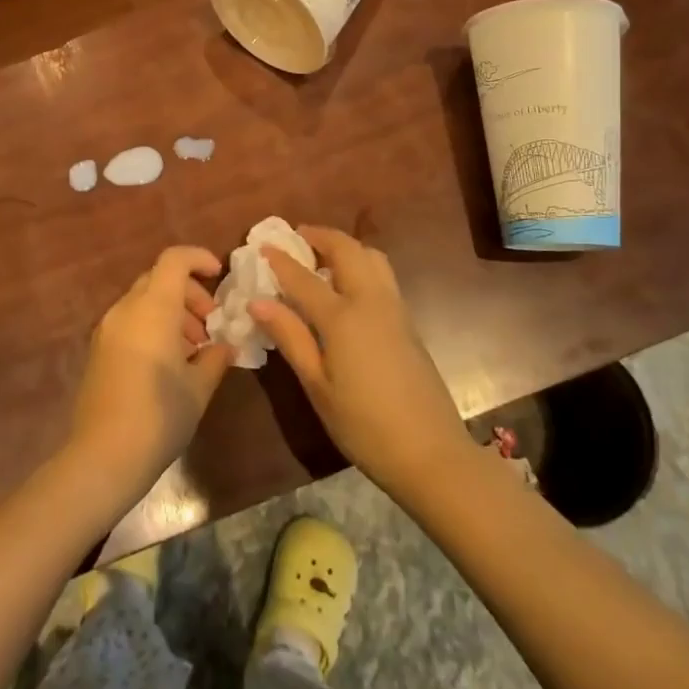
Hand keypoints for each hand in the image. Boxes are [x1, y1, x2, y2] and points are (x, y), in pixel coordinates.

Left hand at [69, 246, 233, 493]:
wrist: (103, 457)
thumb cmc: (159, 416)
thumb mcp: (198, 388)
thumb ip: (215, 358)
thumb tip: (225, 346)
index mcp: (153, 308)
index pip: (174, 259)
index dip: (199, 258)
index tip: (219, 275)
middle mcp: (126, 310)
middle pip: (159, 279)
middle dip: (189, 292)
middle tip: (210, 323)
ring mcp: (107, 330)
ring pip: (144, 301)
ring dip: (172, 311)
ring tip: (194, 348)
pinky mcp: (98, 351)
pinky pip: (131, 322)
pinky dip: (153, 326)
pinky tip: (169, 362)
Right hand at [252, 226, 474, 502]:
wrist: (430, 452)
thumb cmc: (364, 425)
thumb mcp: (318, 386)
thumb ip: (290, 337)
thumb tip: (258, 302)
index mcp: (343, 317)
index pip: (304, 277)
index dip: (280, 260)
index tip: (262, 246)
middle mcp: (371, 301)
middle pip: (347, 250)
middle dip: (320, 236)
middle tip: (297, 237)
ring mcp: (395, 309)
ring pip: (371, 257)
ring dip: (345, 246)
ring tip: (323, 258)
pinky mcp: (408, 322)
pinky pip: (382, 275)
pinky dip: (361, 264)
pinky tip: (347, 286)